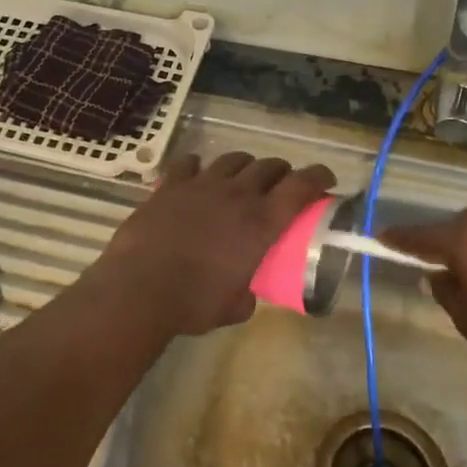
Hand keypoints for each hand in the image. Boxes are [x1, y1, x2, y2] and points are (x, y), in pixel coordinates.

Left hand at [92, 153, 334, 336]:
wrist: (140, 289)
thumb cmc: (194, 303)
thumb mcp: (234, 307)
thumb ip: (247, 293)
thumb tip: (246, 292)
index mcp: (261, 223)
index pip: (301, 186)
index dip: (318, 177)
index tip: (326, 179)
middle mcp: (237, 195)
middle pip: (269, 166)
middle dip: (281, 172)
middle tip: (281, 185)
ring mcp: (202, 185)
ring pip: (233, 159)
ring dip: (245, 166)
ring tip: (242, 178)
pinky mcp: (171, 186)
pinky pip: (188, 163)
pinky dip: (197, 167)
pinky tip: (196, 176)